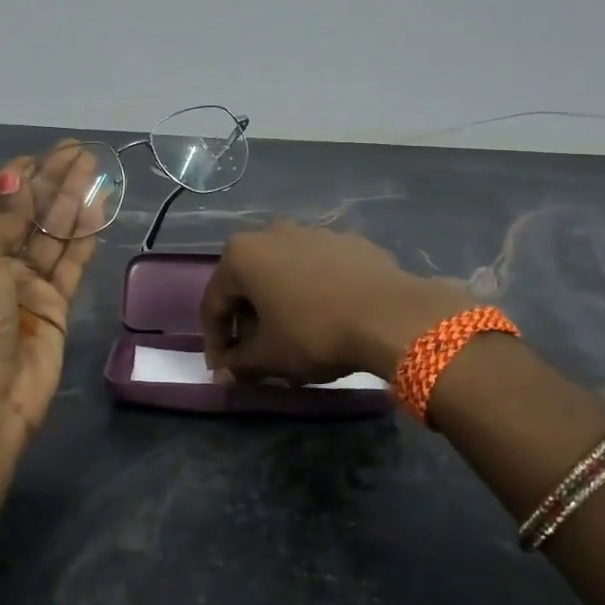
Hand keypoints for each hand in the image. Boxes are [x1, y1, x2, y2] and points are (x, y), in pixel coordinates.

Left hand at [0, 145, 108, 431]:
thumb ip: (3, 217)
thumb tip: (15, 178)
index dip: (6, 181)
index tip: (33, 161)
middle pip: (23, 213)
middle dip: (48, 182)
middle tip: (77, 152)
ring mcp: (25, 284)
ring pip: (51, 232)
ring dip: (71, 199)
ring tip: (94, 167)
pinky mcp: (54, 302)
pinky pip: (71, 260)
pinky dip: (84, 234)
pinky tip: (99, 206)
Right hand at [200, 222, 472, 384]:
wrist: (391, 315)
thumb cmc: (315, 333)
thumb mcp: (269, 357)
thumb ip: (240, 363)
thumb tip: (227, 372)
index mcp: (243, 254)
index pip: (214, 303)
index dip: (216, 342)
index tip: (224, 371)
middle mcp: (272, 233)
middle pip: (249, 284)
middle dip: (249, 322)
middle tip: (258, 356)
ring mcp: (314, 232)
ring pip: (284, 274)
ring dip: (281, 306)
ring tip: (295, 341)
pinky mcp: (348, 242)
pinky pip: (319, 270)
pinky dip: (314, 293)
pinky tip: (329, 320)